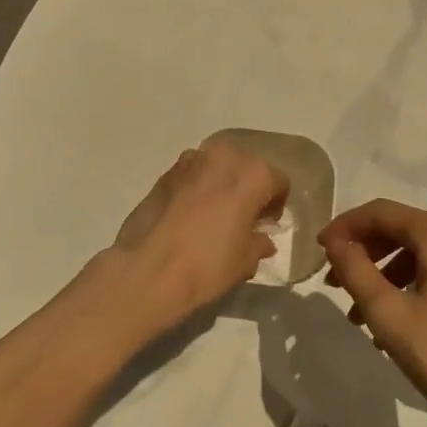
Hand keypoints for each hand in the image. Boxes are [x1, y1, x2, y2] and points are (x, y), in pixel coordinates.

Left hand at [107, 140, 288, 336]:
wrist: (148, 270)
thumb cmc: (207, 265)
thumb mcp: (245, 262)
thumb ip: (259, 243)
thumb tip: (262, 238)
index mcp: (253, 174)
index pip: (278, 181)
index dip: (276, 204)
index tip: (266, 224)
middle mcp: (225, 157)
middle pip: (248, 166)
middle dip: (249, 187)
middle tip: (242, 216)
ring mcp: (192, 160)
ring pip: (218, 165)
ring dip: (222, 182)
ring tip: (215, 213)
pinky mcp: (166, 171)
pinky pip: (194, 173)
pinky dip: (198, 185)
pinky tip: (191, 213)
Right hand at [320, 198, 426, 426]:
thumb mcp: (390, 316)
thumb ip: (356, 271)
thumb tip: (335, 242)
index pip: (379, 212)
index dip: (344, 227)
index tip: (318, 251)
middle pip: (401, 228)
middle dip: (364, 252)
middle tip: (334, 282)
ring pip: (420, 251)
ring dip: (385, 273)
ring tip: (360, 313)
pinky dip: (412, 283)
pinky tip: (396, 320)